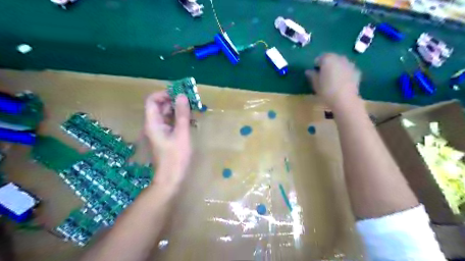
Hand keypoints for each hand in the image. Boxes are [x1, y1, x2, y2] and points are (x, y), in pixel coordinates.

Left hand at [144, 90, 190, 188]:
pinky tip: (190, 120)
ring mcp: (159, 131)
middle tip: (189, 99)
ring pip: (166, 114)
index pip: (152, 100)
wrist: (171, 178)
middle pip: (159, 106)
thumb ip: (182, 115)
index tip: (179, 93)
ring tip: (192, 108)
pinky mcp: (165, 137)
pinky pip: (170, 122)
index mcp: (153, 123)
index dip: (164, 94)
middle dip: (173, 100)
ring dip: (177, 109)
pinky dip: (178, 118)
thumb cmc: (176, 157)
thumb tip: (182, 96)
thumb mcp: (181, 134)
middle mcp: (153, 125)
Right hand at [308, 53, 360, 107]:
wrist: (345, 100)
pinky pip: (348, 69)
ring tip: (333, 79)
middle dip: (327, 65)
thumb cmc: (326, 91)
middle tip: (323, 76)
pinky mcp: (357, 71)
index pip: (319, 59)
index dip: (316, 66)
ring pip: (340, 63)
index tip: (314, 74)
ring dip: (336, 68)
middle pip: (331, 59)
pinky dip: (344, 73)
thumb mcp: (315, 84)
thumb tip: (308, 71)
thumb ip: (312, 75)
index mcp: (327, 59)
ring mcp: (350, 64)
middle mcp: (339, 58)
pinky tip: (342, 83)